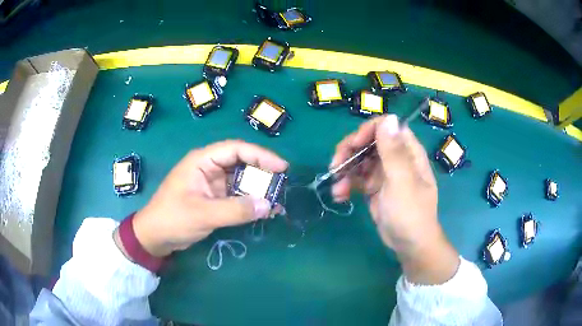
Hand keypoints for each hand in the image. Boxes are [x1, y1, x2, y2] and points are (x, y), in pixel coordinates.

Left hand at [122, 140, 287, 257]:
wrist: (156, 237)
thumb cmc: (173, 218)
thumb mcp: (203, 214)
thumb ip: (235, 209)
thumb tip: (268, 205)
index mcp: (202, 161)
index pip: (236, 149)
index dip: (260, 155)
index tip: (282, 167)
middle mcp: (209, 168)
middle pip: (241, 163)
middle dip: (262, 173)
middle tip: (282, 185)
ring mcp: (212, 184)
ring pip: (241, 180)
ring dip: (258, 189)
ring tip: (277, 200)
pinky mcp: (214, 199)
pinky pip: (237, 196)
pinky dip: (250, 202)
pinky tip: (264, 211)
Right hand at [331, 115, 458, 283]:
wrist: (409, 244)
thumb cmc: (410, 213)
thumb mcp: (402, 182)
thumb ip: (394, 151)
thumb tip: (389, 117)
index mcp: (408, 152)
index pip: (386, 127)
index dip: (368, 131)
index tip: (354, 145)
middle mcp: (395, 158)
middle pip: (368, 141)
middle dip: (350, 151)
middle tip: (335, 166)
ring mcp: (384, 173)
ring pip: (359, 160)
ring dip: (345, 171)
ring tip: (337, 188)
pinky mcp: (374, 187)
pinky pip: (356, 178)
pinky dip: (346, 185)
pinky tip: (339, 196)